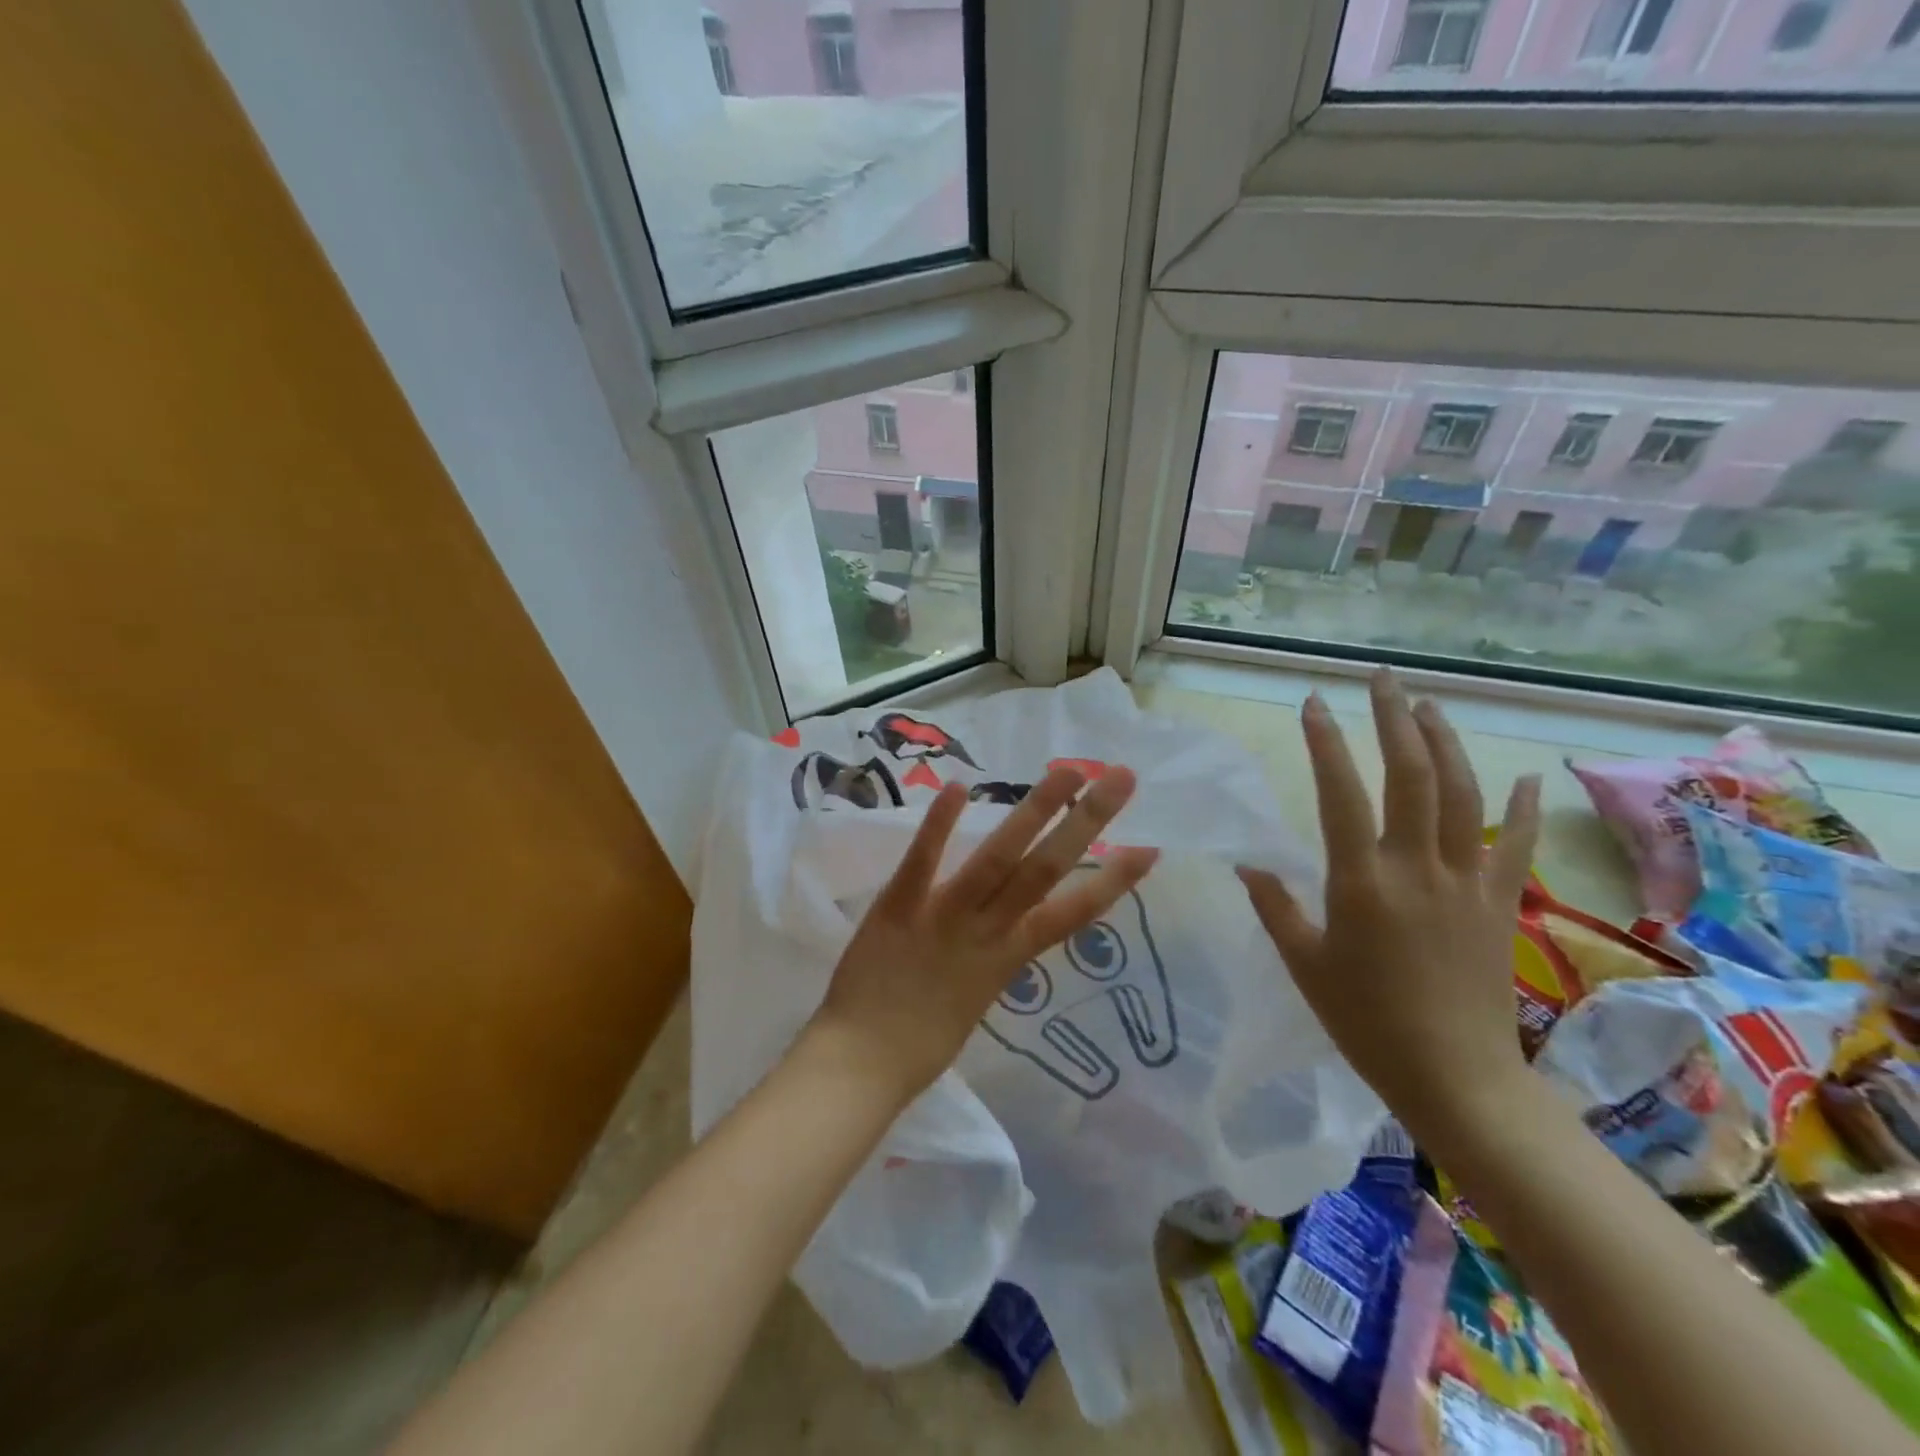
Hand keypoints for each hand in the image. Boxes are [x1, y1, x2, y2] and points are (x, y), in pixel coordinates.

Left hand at [810, 765, 1158, 1107]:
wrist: (862, 1069)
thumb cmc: (920, 1046)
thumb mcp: (975, 1000)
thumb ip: (993, 958)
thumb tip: (1009, 931)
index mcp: (1008, 959)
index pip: (1073, 914)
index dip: (1113, 882)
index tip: (1148, 848)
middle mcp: (987, 932)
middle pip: (1045, 870)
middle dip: (1086, 824)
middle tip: (1121, 778)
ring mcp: (944, 917)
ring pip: (998, 859)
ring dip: (1033, 812)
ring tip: (1067, 772)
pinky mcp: (899, 908)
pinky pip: (923, 863)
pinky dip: (940, 826)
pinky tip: (960, 786)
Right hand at [1237, 671, 1540, 1130]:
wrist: (1455, 1078)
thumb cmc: (1364, 1021)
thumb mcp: (1304, 963)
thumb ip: (1275, 906)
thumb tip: (1248, 863)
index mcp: (1361, 881)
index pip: (1341, 792)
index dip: (1326, 743)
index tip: (1314, 703)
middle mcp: (1415, 867)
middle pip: (1411, 775)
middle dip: (1393, 720)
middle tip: (1381, 679)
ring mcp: (1465, 881)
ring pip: (1462, 794)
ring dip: (1445, 743)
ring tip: (1428, 706)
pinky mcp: (1498, 903)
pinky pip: (1513, 843)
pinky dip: (1519, 805)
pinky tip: (1521, 773)